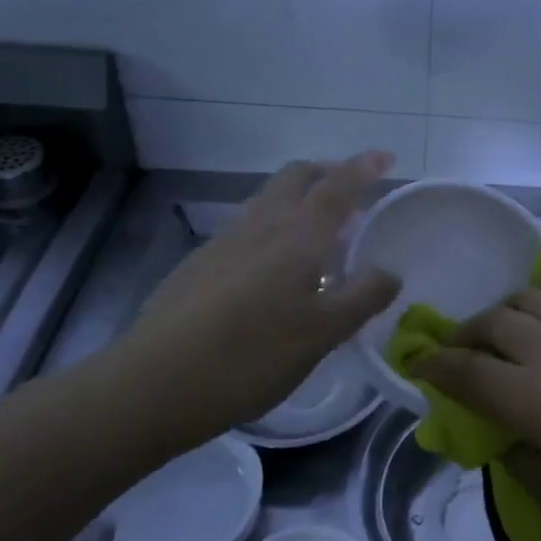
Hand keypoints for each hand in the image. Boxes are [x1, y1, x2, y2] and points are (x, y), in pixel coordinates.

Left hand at [108, 152, 400, 450]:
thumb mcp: (322, 334)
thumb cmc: (249, 355)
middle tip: (351, 193)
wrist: (150, 385)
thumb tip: (389, 271)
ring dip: (298, 200)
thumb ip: (362, 297)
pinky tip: (272, 273)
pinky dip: (272, 229)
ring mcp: (223, 243)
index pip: (338, 186)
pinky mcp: (198, 266)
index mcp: (297, 235)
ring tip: (317, 235)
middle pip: (295, 176)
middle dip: (326, 172)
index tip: (385, 156)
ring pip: (267, 201)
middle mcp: (261, 226)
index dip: (364, 167)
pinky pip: (246, 229)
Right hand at [417, 274, 540, 540]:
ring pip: (531, 297)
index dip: (434, 365)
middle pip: (494, 322)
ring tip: (503, 331)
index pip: (467, 369)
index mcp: (537, 400)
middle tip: (459, 351)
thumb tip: (488, 417)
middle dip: (465, 335)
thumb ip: (506, 445)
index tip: (419, 363)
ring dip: (506, 311)